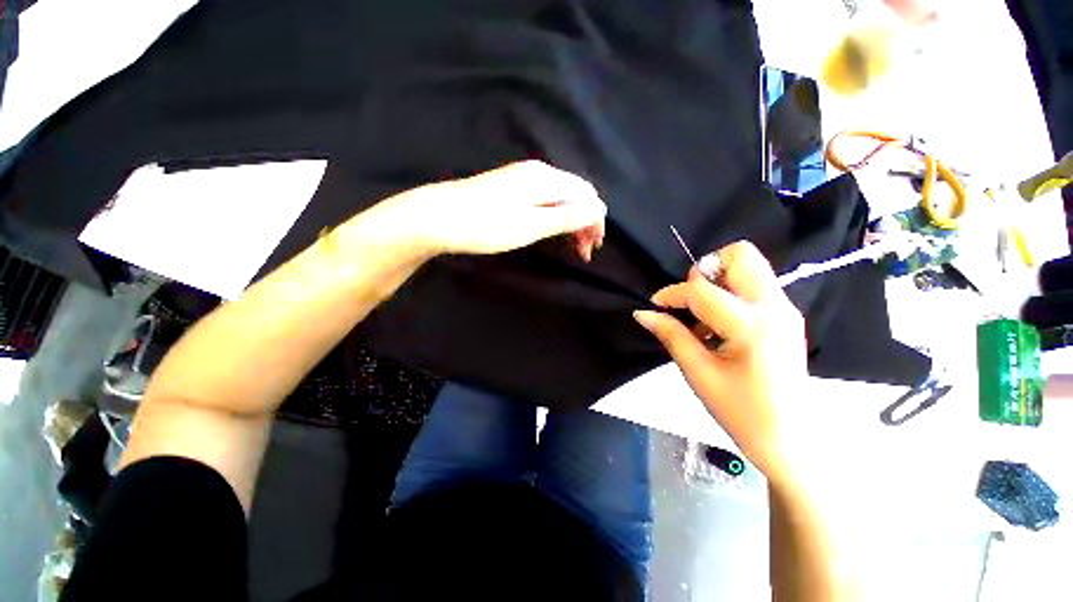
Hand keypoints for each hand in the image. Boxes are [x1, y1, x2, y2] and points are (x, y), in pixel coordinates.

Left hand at [388, 160, 606, 259]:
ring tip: (572, 247)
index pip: (586, 195)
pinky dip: (554, 217)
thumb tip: (598, 210)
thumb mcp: (530, 225)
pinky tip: (552, 231)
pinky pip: (544, 200)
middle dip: (585, 223)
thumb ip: (566, 217)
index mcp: (546, 179)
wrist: (437, 217)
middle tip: (583, 253)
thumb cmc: (485, 225)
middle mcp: (538, 172)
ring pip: (560, 199)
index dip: (595, 221)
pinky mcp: (511, 189)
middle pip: (575, 195)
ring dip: (570, 222)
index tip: (593, 248)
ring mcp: (522, 179)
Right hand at [633, 241, 807, 484]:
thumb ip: (670, 335)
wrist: (791, 441)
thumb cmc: (741, 412)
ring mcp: (786, 309)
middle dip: (705, 270)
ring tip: (702, 318)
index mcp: (752, 326)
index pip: (702, 290)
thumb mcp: (698, 372)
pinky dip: (729, 294)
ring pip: (749, 266)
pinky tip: (717, 325)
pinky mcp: (786, 316)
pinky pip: (754, 285)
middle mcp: (775, 307)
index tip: (655, 306)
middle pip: (740, 255)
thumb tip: (643, 313)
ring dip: (717, 282)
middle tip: (689, 300)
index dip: (672, 294)